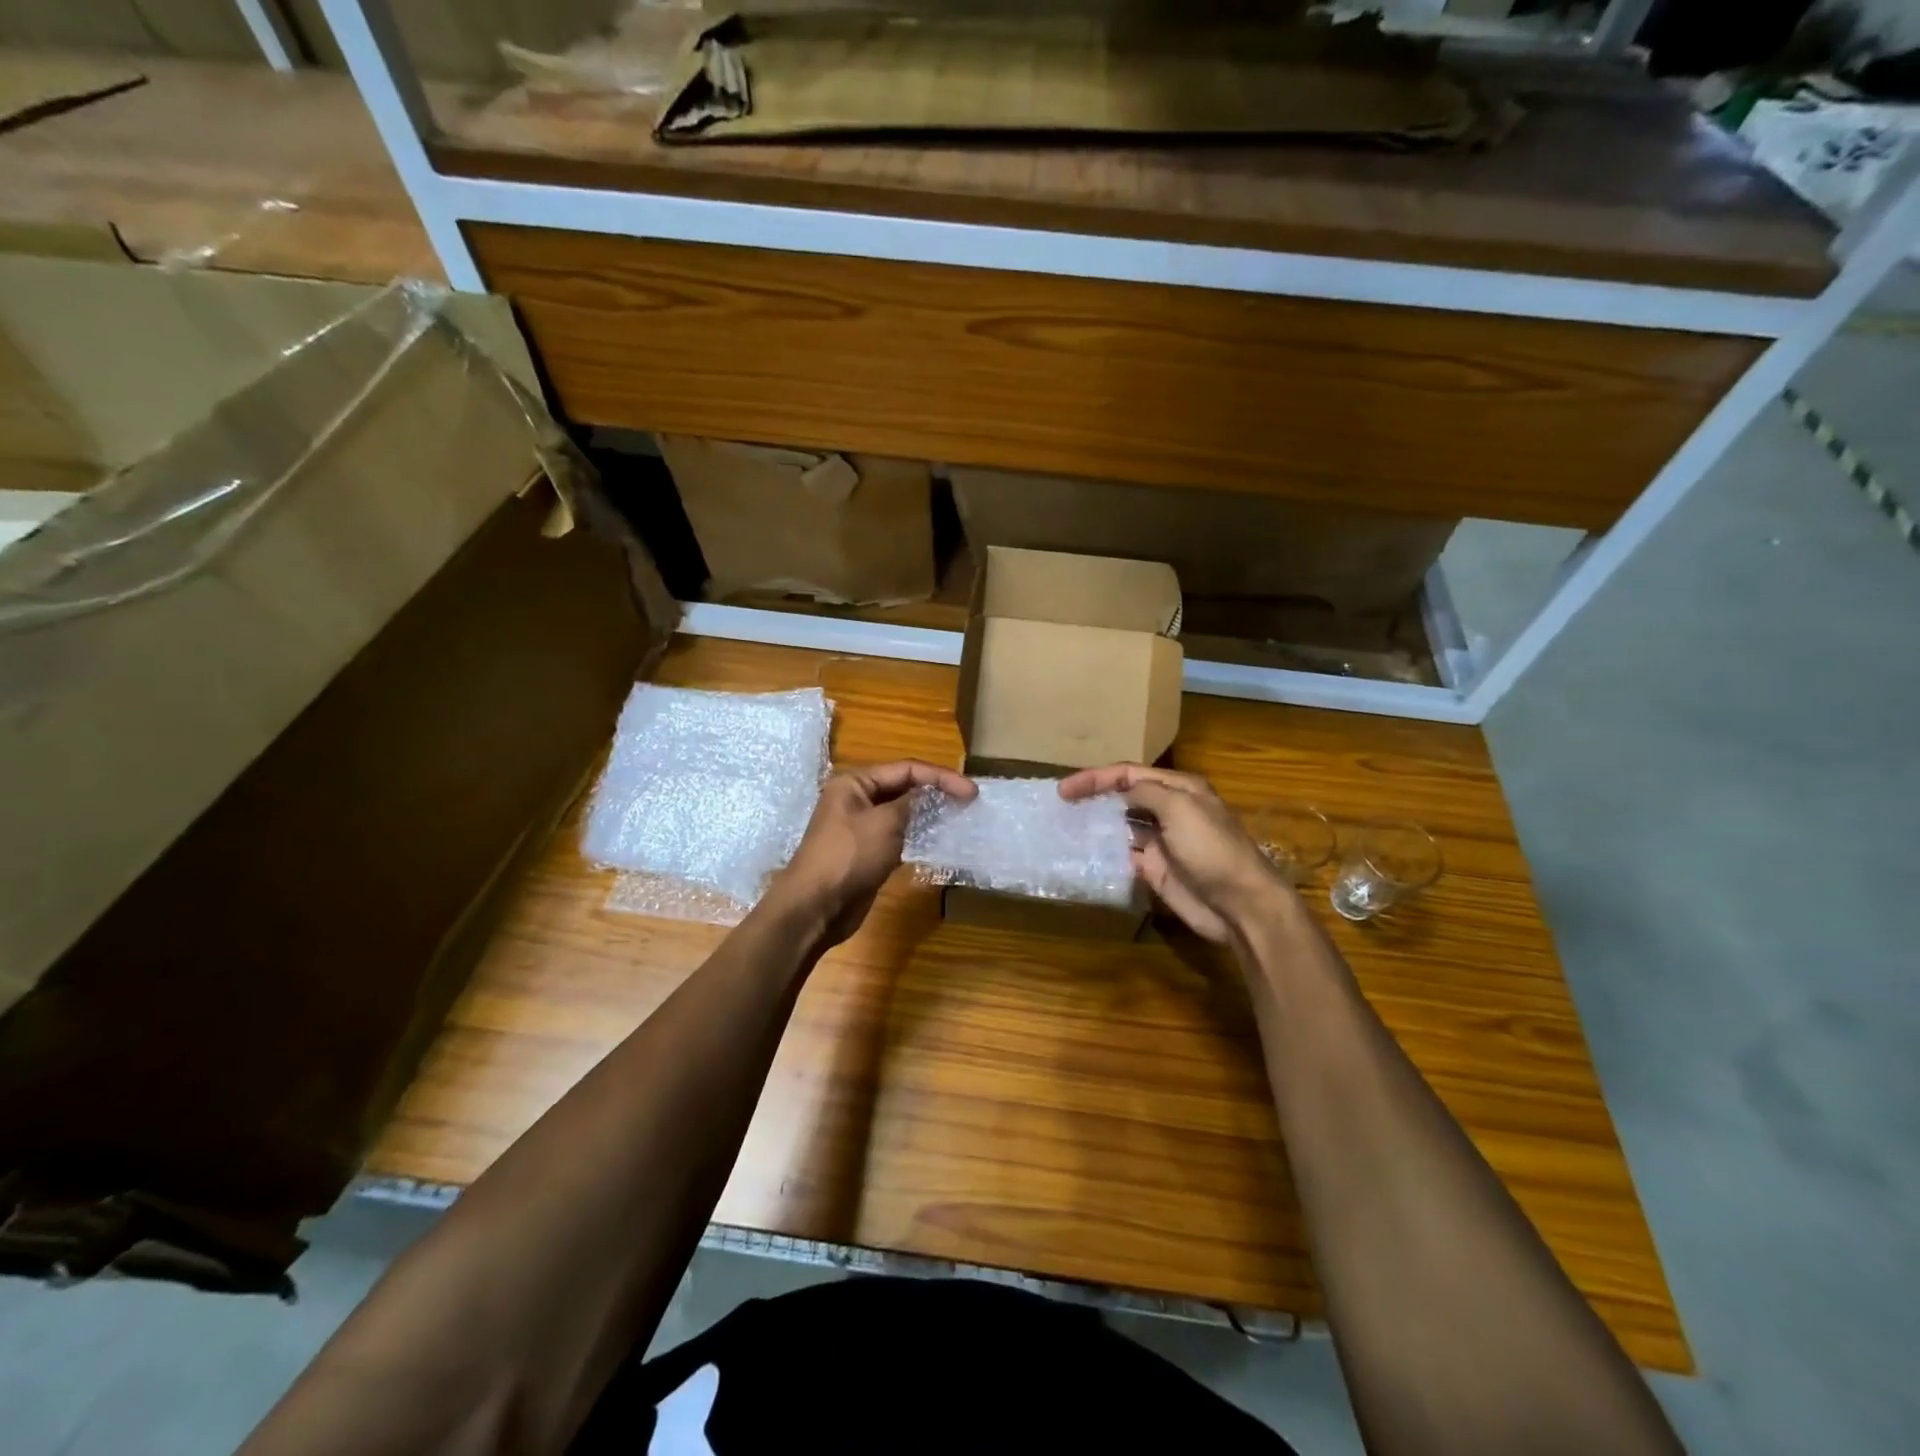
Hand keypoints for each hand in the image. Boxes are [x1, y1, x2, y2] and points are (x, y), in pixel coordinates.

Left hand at [775, 760, 975, 946]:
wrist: (815, 907)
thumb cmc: (848, 857)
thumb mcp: (884, 823)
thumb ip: (911, 803)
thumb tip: (929, 793)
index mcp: (855, 783)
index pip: (906, 769)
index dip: (941, 777)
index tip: (971, 791)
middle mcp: (857, 799)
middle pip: (904, 787)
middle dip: (936, 791)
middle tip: (969, 801)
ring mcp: (861, 827)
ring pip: (903, 812)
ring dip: (930, 813)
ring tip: (959, 817)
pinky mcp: (868, 852)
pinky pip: (899, 835)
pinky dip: (919, 834)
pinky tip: (939, 838)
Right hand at [1058, 763, 1289, 942]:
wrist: (1240, 904)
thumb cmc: (1212, 849)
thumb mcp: (1180, 808)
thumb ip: (1146, 792)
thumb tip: (1120, 790)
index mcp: (1179, 789)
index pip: (1129, 774)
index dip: (1095, 778)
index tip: (1064, 790)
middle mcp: (1169, 810)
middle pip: (1124, 796)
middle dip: (1094, 797)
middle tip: (1061, 805)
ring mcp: (1161, 841)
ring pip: (1121, 825)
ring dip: (1097, 823)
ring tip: (1065, 825)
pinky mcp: (1156, 869)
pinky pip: (1124, 855)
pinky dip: (1105, 852)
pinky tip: (1084, 853)